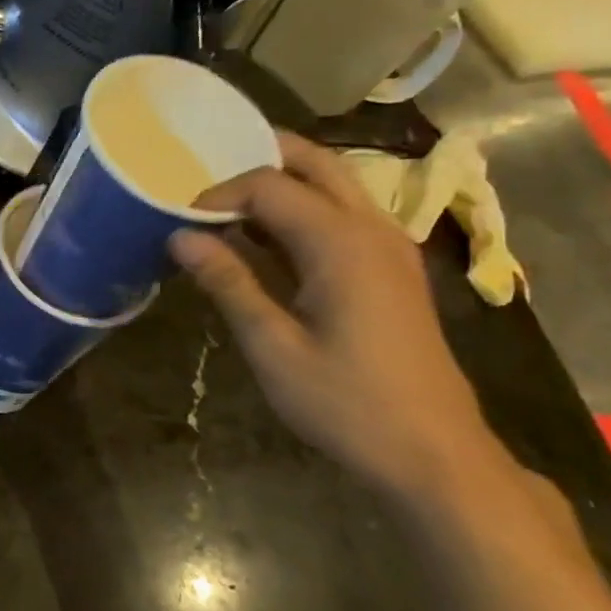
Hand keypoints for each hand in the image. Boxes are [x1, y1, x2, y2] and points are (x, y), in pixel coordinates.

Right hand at [170, 133, 509, 506]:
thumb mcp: (273, 346)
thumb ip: (229, 282)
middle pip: (314, 163)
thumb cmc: (345, 402)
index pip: (269, 186)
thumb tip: (180, 237)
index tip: (178, 221)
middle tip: (203, 177)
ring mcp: (388, 246)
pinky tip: (263, 241)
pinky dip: (300, 210)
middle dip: (257, 158)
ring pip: (333, 184)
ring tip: (225, 207)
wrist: (433, 452)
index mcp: (341, 243)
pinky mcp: (390, 269)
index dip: (217, 194)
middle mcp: (372, 229)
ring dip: (280, 182)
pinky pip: (341, 215)